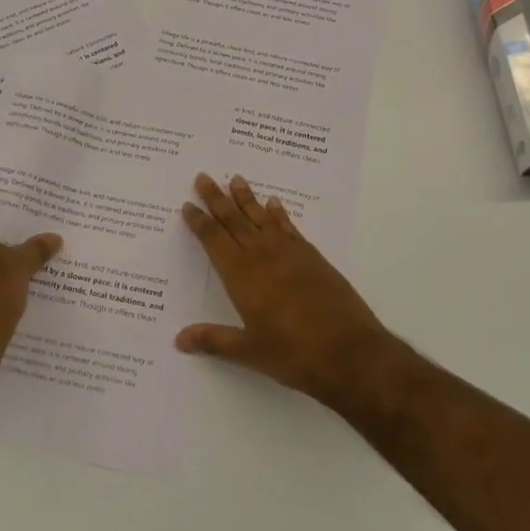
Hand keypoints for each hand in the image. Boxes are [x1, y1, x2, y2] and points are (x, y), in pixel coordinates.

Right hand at [178, 173, 404, 410]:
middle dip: (216, 199)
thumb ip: (213, 341)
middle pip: (234, 220)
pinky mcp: (312, 257)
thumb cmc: (293, 353)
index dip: (199, 222)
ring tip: (236, 178)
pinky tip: (274, 204)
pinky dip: (279, 213)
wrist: (350, 351)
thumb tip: (179, 339)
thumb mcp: (249, 352)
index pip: (213, 240)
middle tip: (203, 177)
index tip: (187, 205)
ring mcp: (290, 253)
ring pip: (261, 217)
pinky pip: (289, 227)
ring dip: (246, 198)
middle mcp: (262, 255)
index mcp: (241, 275)